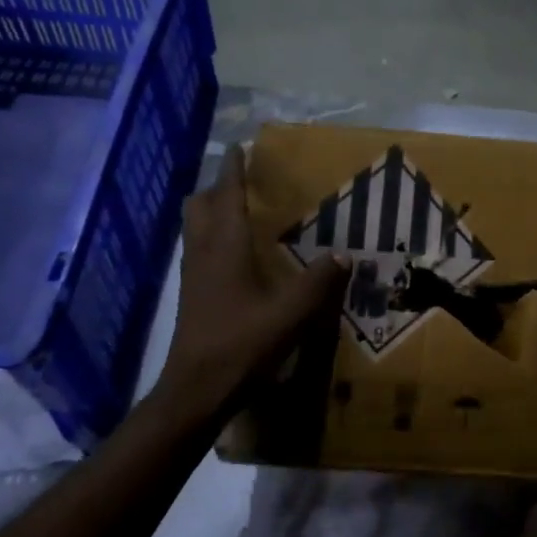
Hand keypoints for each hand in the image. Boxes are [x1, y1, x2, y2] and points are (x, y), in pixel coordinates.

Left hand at [157, 145, 348, 420]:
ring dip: (212, 211)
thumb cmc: (243, 344)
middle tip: (243, 183)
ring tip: (240, 212)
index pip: (226, 195)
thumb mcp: (291, 313)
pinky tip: (237, 256)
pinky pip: (198, 250)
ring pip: (194, 228)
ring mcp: (193, 275)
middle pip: (199, 205)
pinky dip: (213, 238)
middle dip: (218, 187)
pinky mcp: (192, 296)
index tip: (241, 147)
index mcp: (224, 247)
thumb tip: (344, 254)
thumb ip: (319, 281)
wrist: (197, 389)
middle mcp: (203, 253)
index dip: (234, 169)